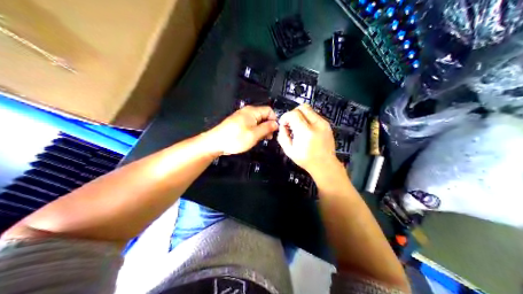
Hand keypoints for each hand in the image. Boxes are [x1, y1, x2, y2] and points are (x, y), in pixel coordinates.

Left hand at [204, 105, 279, 155]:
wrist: (216, 143)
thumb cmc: (235, 138)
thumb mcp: (254, 135)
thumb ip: (267, 128)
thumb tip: (276, 124)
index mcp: (252, 111)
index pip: (270, 110)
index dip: (274, 120)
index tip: (274, 131)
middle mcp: (248, 111)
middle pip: (264, 115)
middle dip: (268, 126)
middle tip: (268, 137)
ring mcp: (242, 117)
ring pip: (258, 121)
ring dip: (261, 130)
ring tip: (260, 139)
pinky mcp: (238, 123)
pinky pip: (251, 124)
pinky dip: (254, 130)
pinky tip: (253, 138)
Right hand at [276, 104, 341, 176]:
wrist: (325, 165)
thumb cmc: (306, 160)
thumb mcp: (289, 151)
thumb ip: (282, 136)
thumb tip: (283, 126)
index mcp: (305, 132)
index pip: (293, 114)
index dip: (285, 117)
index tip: (284, 124)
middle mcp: (316, 124)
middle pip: (302, 107)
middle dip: (293, 113)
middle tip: (291, 123)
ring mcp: (323, 123)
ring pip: (309, 109)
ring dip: (301, 115)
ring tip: (299, 127)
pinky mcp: (327, 124)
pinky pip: (315, 115)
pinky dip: (308, 119)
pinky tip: (306, 129)